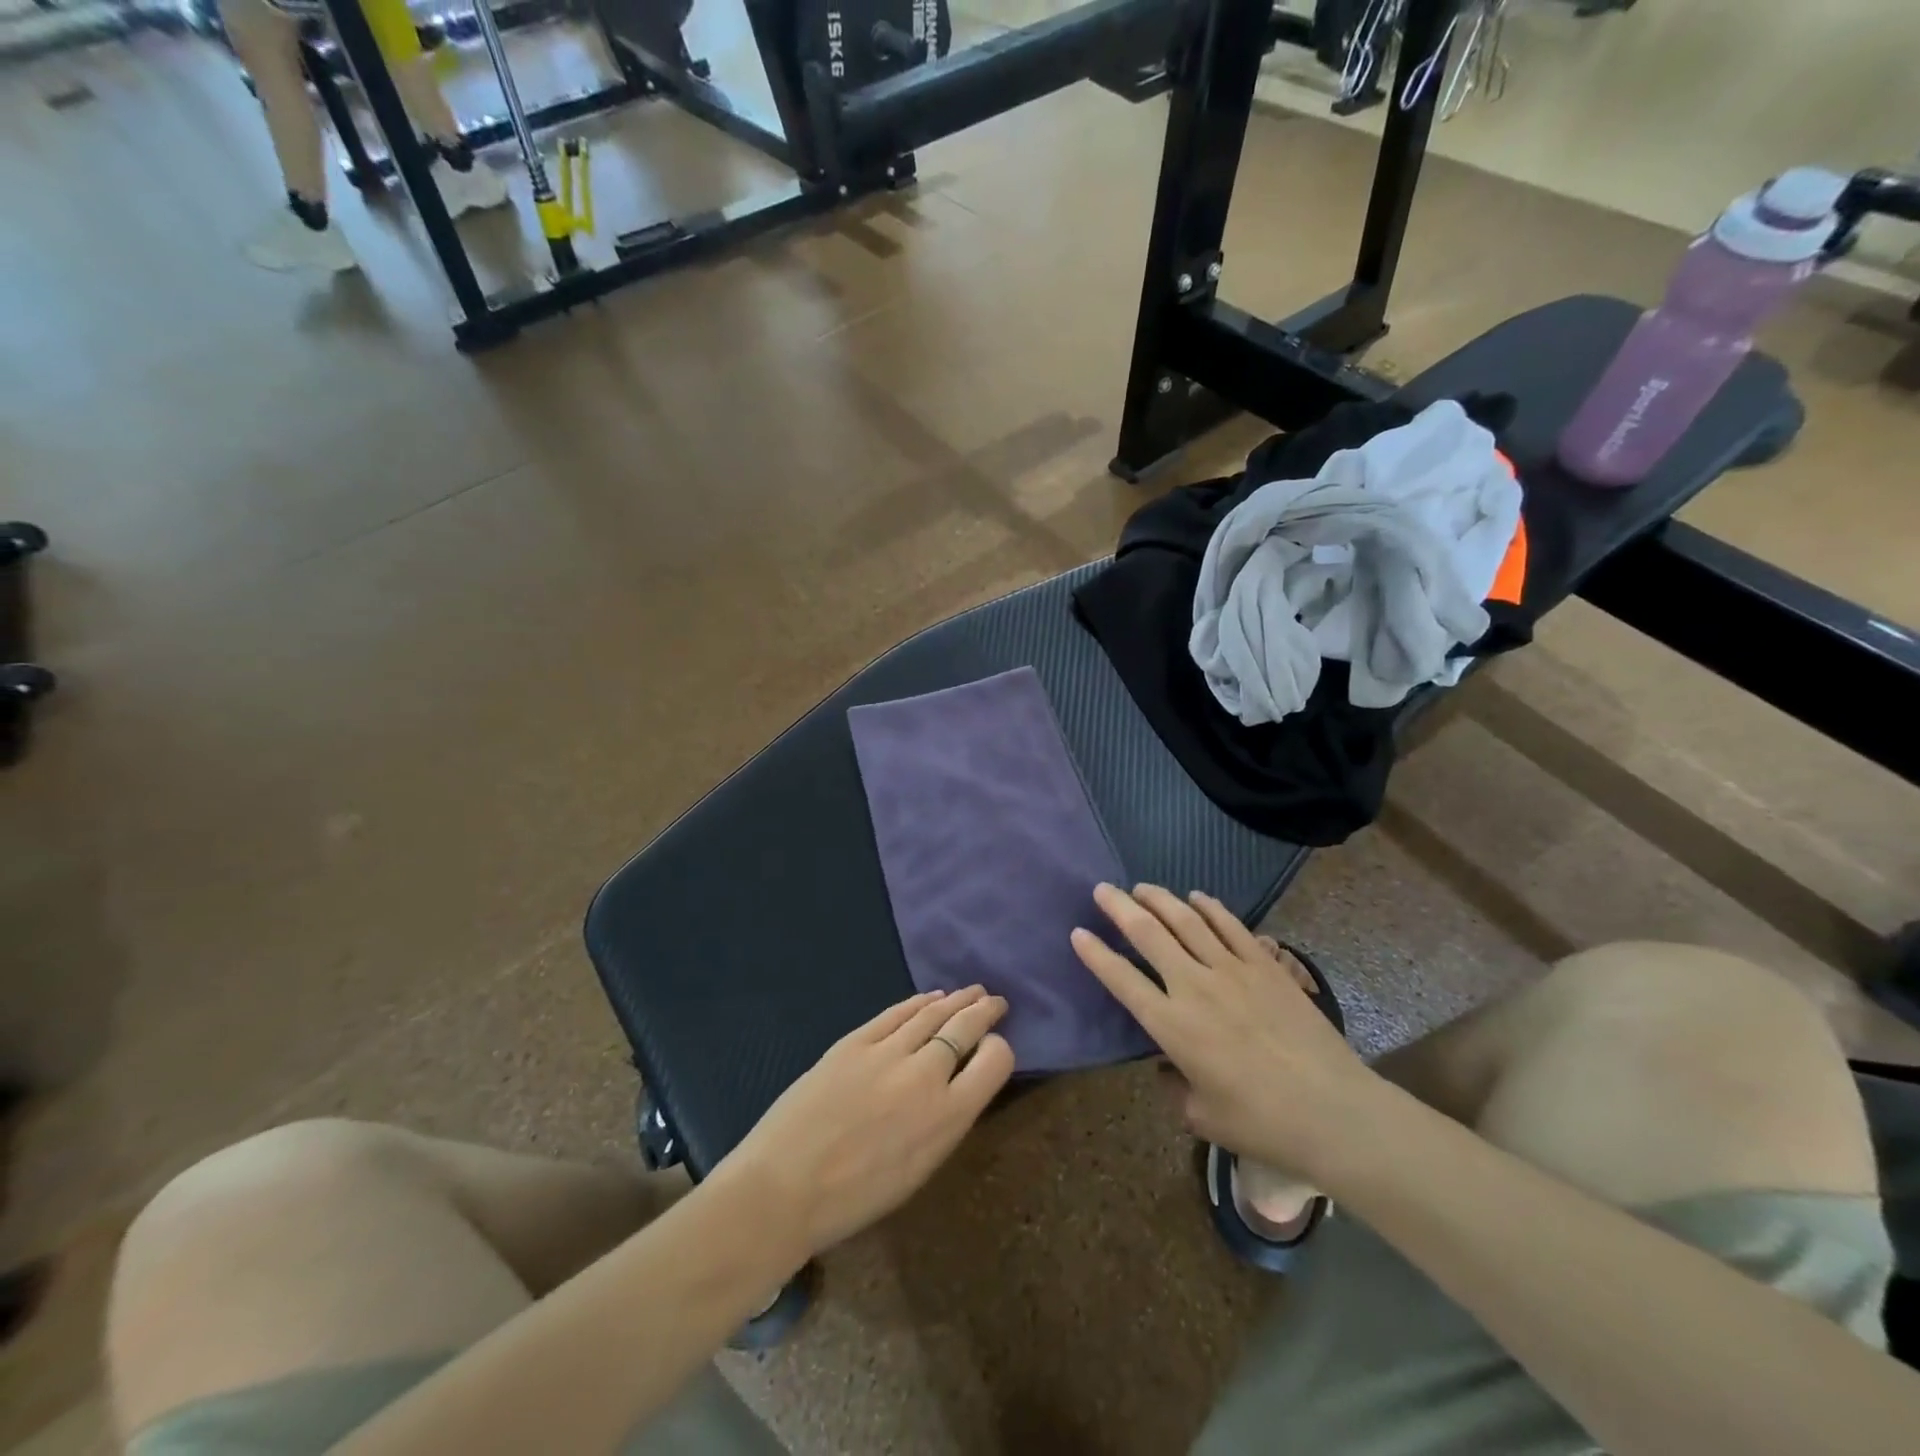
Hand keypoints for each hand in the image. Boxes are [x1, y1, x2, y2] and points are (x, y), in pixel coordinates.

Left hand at [721, 986, 1014, 1261]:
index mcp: (948, 1117)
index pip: (996, 1061)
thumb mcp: (918, 1169)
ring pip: (933, 1013)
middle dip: (985, 1011)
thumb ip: (943, 1121)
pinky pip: (896, 1013)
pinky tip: (930, 997)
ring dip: (957, 1000)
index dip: (999, 1049)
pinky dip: (918, 1002)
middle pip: (966, 1027)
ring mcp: (888, 1052)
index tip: (994, 1047)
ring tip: (971, 992)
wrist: (783, 1189)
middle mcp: (926, 1075)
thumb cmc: (854, 1198)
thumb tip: (954, 1085)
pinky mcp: (855, 1040)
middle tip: (995, 1002)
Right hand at [1071, 883, 1376, 1178]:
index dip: (1095, 954)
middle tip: (1102, 889)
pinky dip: (1211, 907)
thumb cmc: (1262, 1123)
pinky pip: (1231, 926)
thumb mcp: (1202, 1116)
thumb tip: (1166, 1067)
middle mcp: (1194, 987)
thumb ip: (1174, 1087)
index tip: (1078, 932)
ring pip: (1187, 921)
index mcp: (1172, 1026)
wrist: (1334, 1112)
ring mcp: (1232, 970)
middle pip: (1148, 934)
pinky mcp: (1266, 966)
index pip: (1121, 979)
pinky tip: (1197, 897)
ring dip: (1159, 899)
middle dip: (1119, 907)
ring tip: (1141, 887)